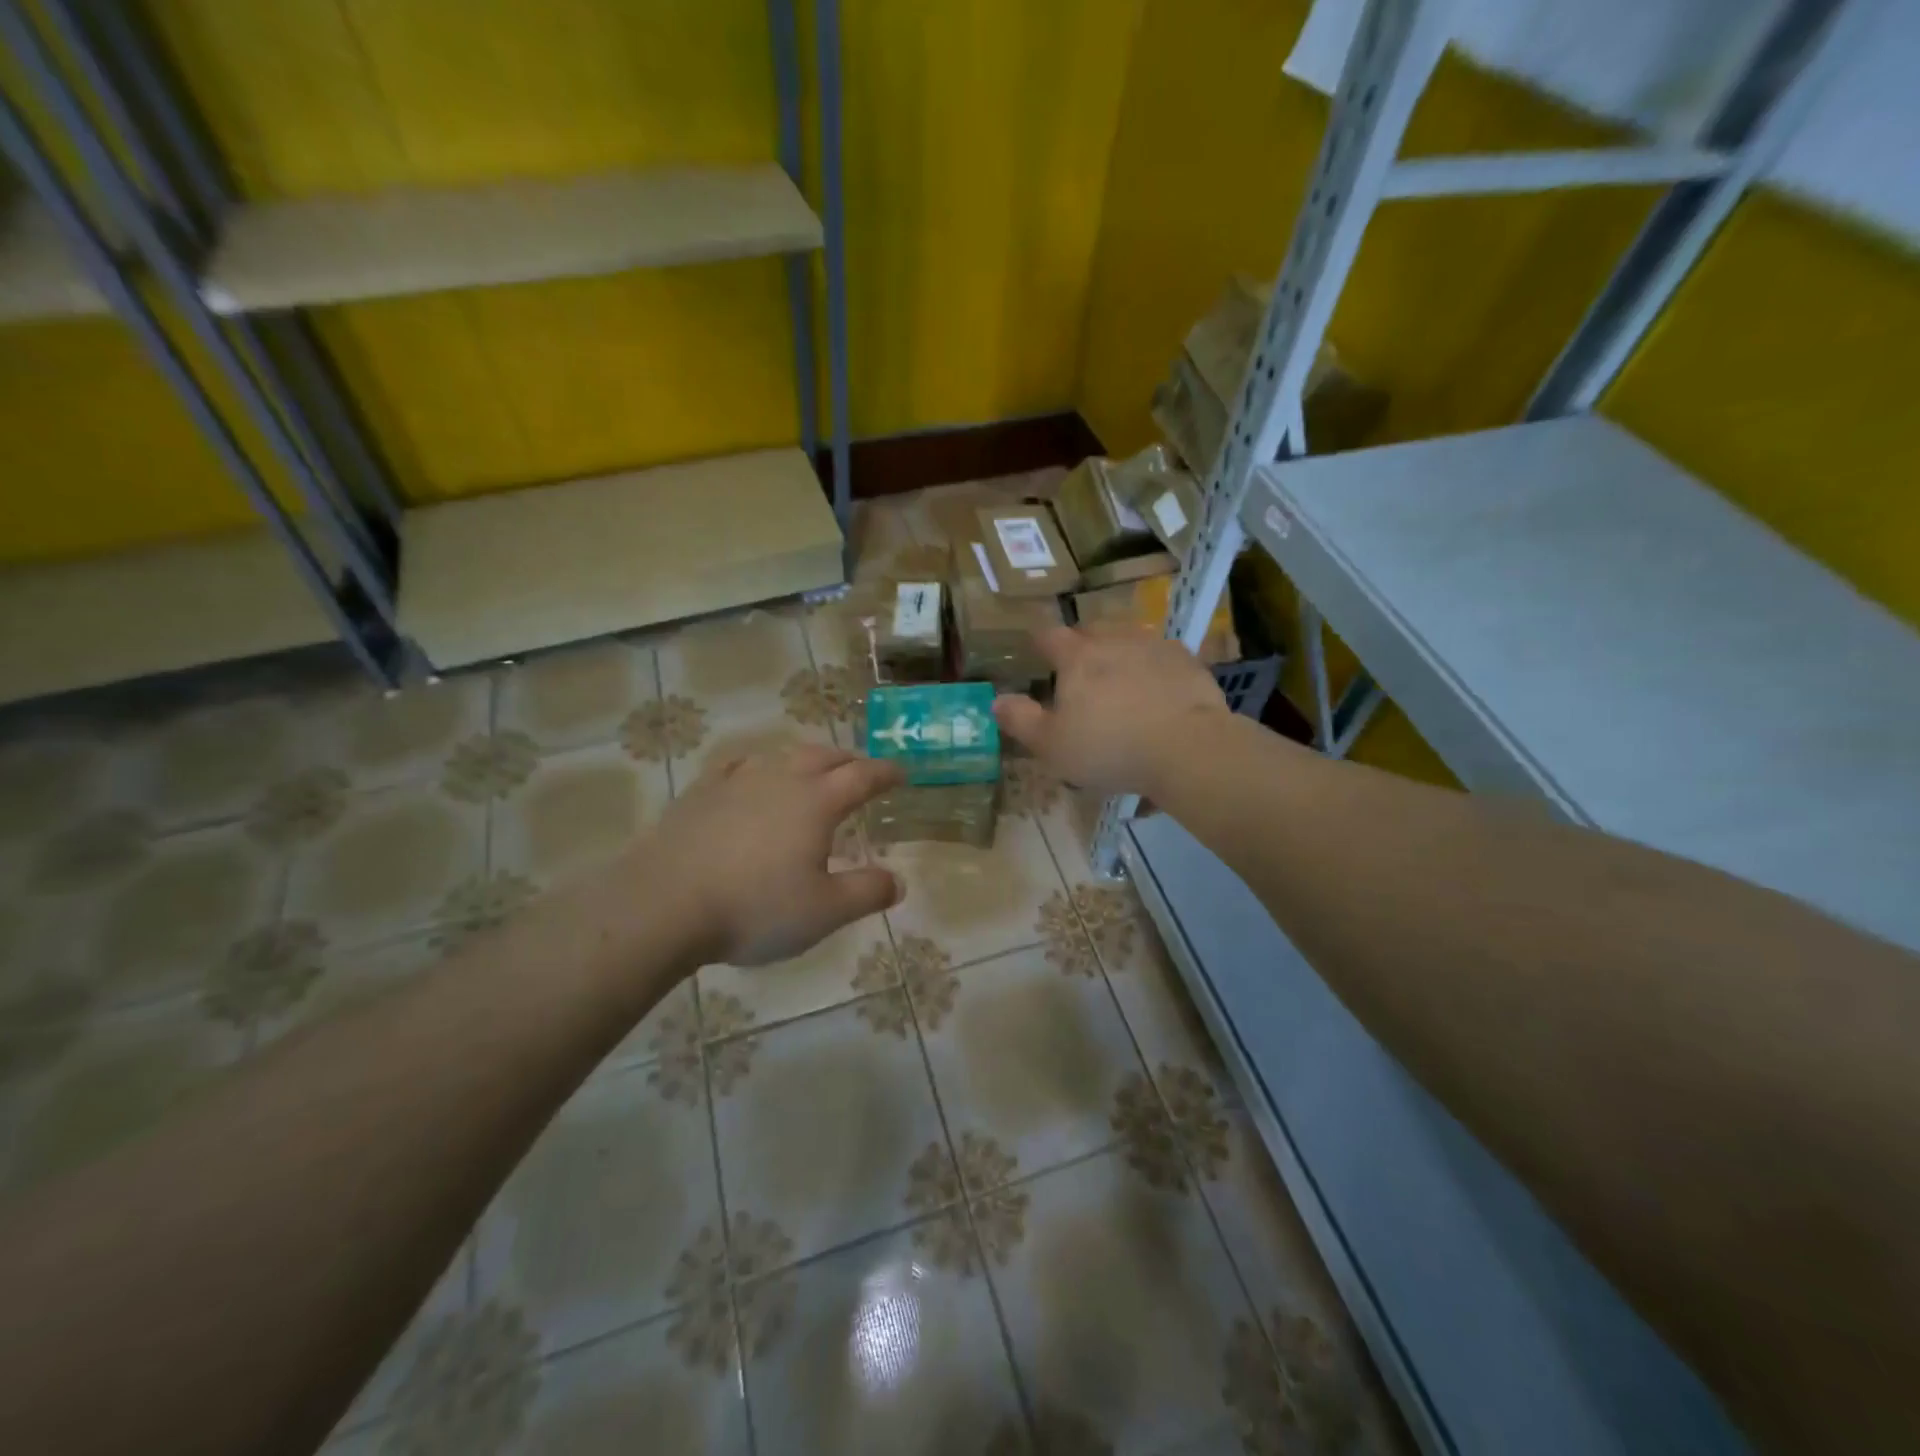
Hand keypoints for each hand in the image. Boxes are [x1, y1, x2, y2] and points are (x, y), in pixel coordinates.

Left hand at [652, 744, 905, 965]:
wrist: (664, 904)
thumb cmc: (755, 908)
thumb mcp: (824, 911)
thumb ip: (866, 892)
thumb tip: (898, 881)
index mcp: (817, 802)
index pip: (862, 776)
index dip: (886, 773)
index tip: (901, 774)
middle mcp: (781, 780)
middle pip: (824, 756)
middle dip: (849, 760)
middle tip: (862, 769)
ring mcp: (737, 781)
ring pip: (781, 756)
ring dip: (806, 759)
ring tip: (812, 770)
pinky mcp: (701, 792)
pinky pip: (737, 766)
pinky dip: (757, 765)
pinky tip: (751, 773)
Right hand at [992, 624, 1229, 796]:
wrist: (1187, 747)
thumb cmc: (1109, 748)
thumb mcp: (1052, 746)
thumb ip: (1021, 721)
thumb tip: (996, 701)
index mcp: (1076, 657)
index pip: (1049, 636)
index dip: (1040, 642)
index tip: (1037, 650)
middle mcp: (1114, 640)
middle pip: (1091, 630)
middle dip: (1081, 643)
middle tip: (1079, 667)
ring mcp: (1154, 646)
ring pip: (1129, 637)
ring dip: (1119, 650)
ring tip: (1119, 674)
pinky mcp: (1187, 660)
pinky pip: (1162, 654)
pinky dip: (1154, 665)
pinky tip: (1157, 687)